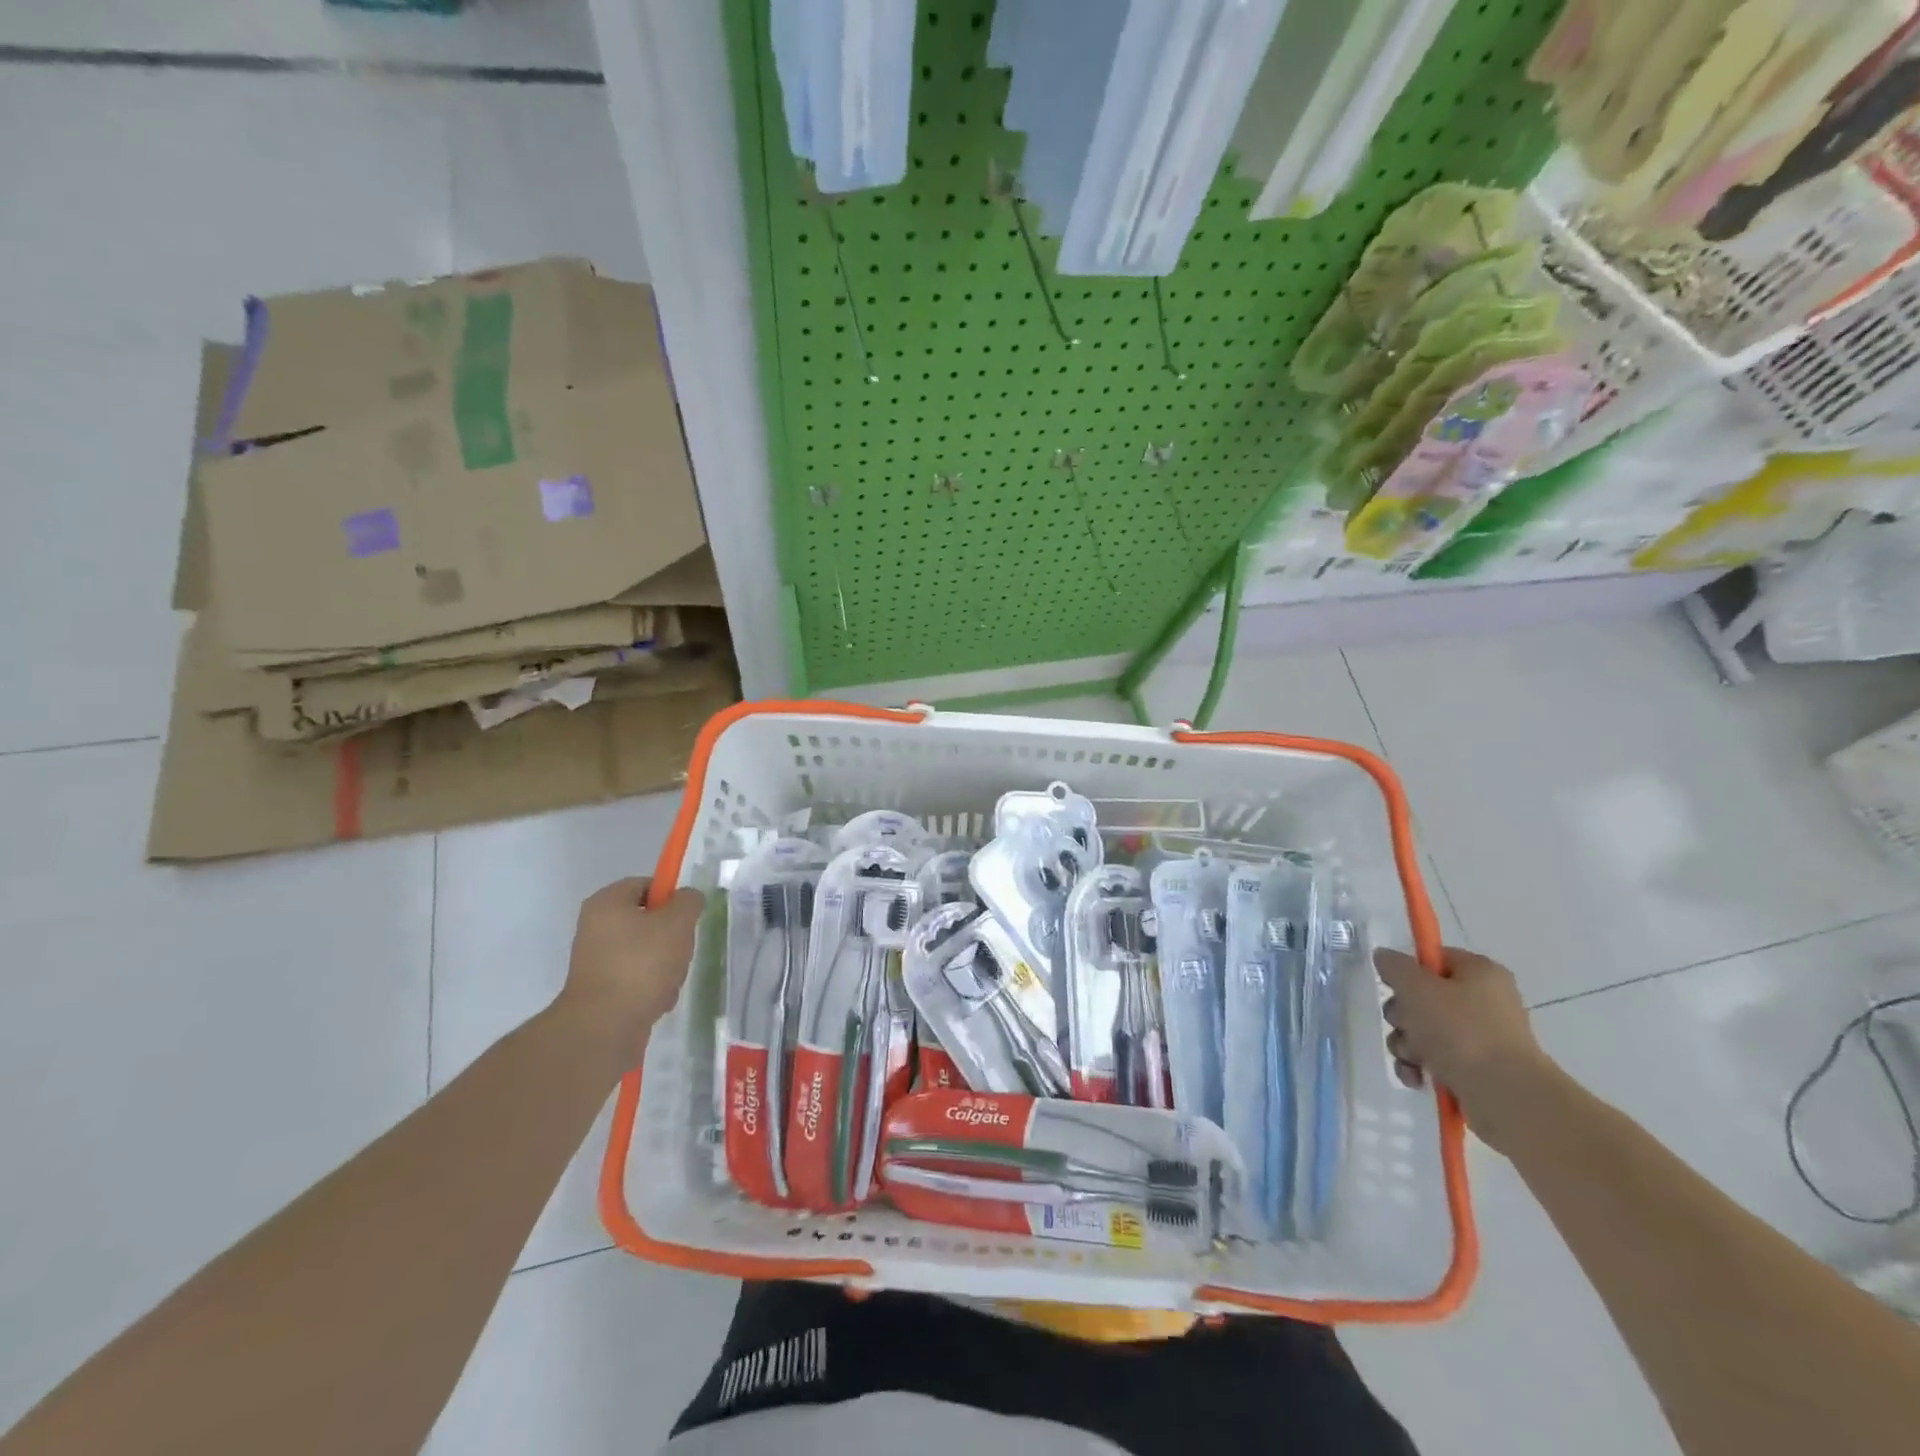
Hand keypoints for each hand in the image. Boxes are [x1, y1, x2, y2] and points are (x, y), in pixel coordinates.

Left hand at [557, 878, 704, 1065]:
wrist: (605, 1026)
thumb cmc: (641, 964)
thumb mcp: (677, 923)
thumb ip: (689, 902)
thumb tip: (688, 898)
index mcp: (607, 903)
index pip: (645, 884)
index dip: (671, 896)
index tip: (688, 915)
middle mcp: (596, 928)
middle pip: (648, 920)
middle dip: (672, 936)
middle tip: (682, 949)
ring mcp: (597, 961)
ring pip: (647, 952)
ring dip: (667, 965)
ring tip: (670, 981)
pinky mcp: (602, 990)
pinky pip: (637, 979)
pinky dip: (653, 987)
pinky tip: (659, 1000)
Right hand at [1374, 945, 1558, 1151]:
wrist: (1505, 1095)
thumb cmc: (1460, 1030)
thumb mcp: (1416, 987)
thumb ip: (1394, 966)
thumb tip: (1385, 956)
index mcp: (1480, 973)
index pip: (1433, 959)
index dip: (1408, 971)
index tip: (1394, 986)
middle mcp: (1485, 1002)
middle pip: (1423, 997)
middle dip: (1403, 1015)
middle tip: (1405, 1025)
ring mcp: (1483, 1038)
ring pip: (1424, 1031)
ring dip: (1407, 1043)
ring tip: (1413, 1058)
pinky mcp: (1477, 1070)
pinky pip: (1436, 1060)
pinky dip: (1420, 1066)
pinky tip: (1416, 1077)